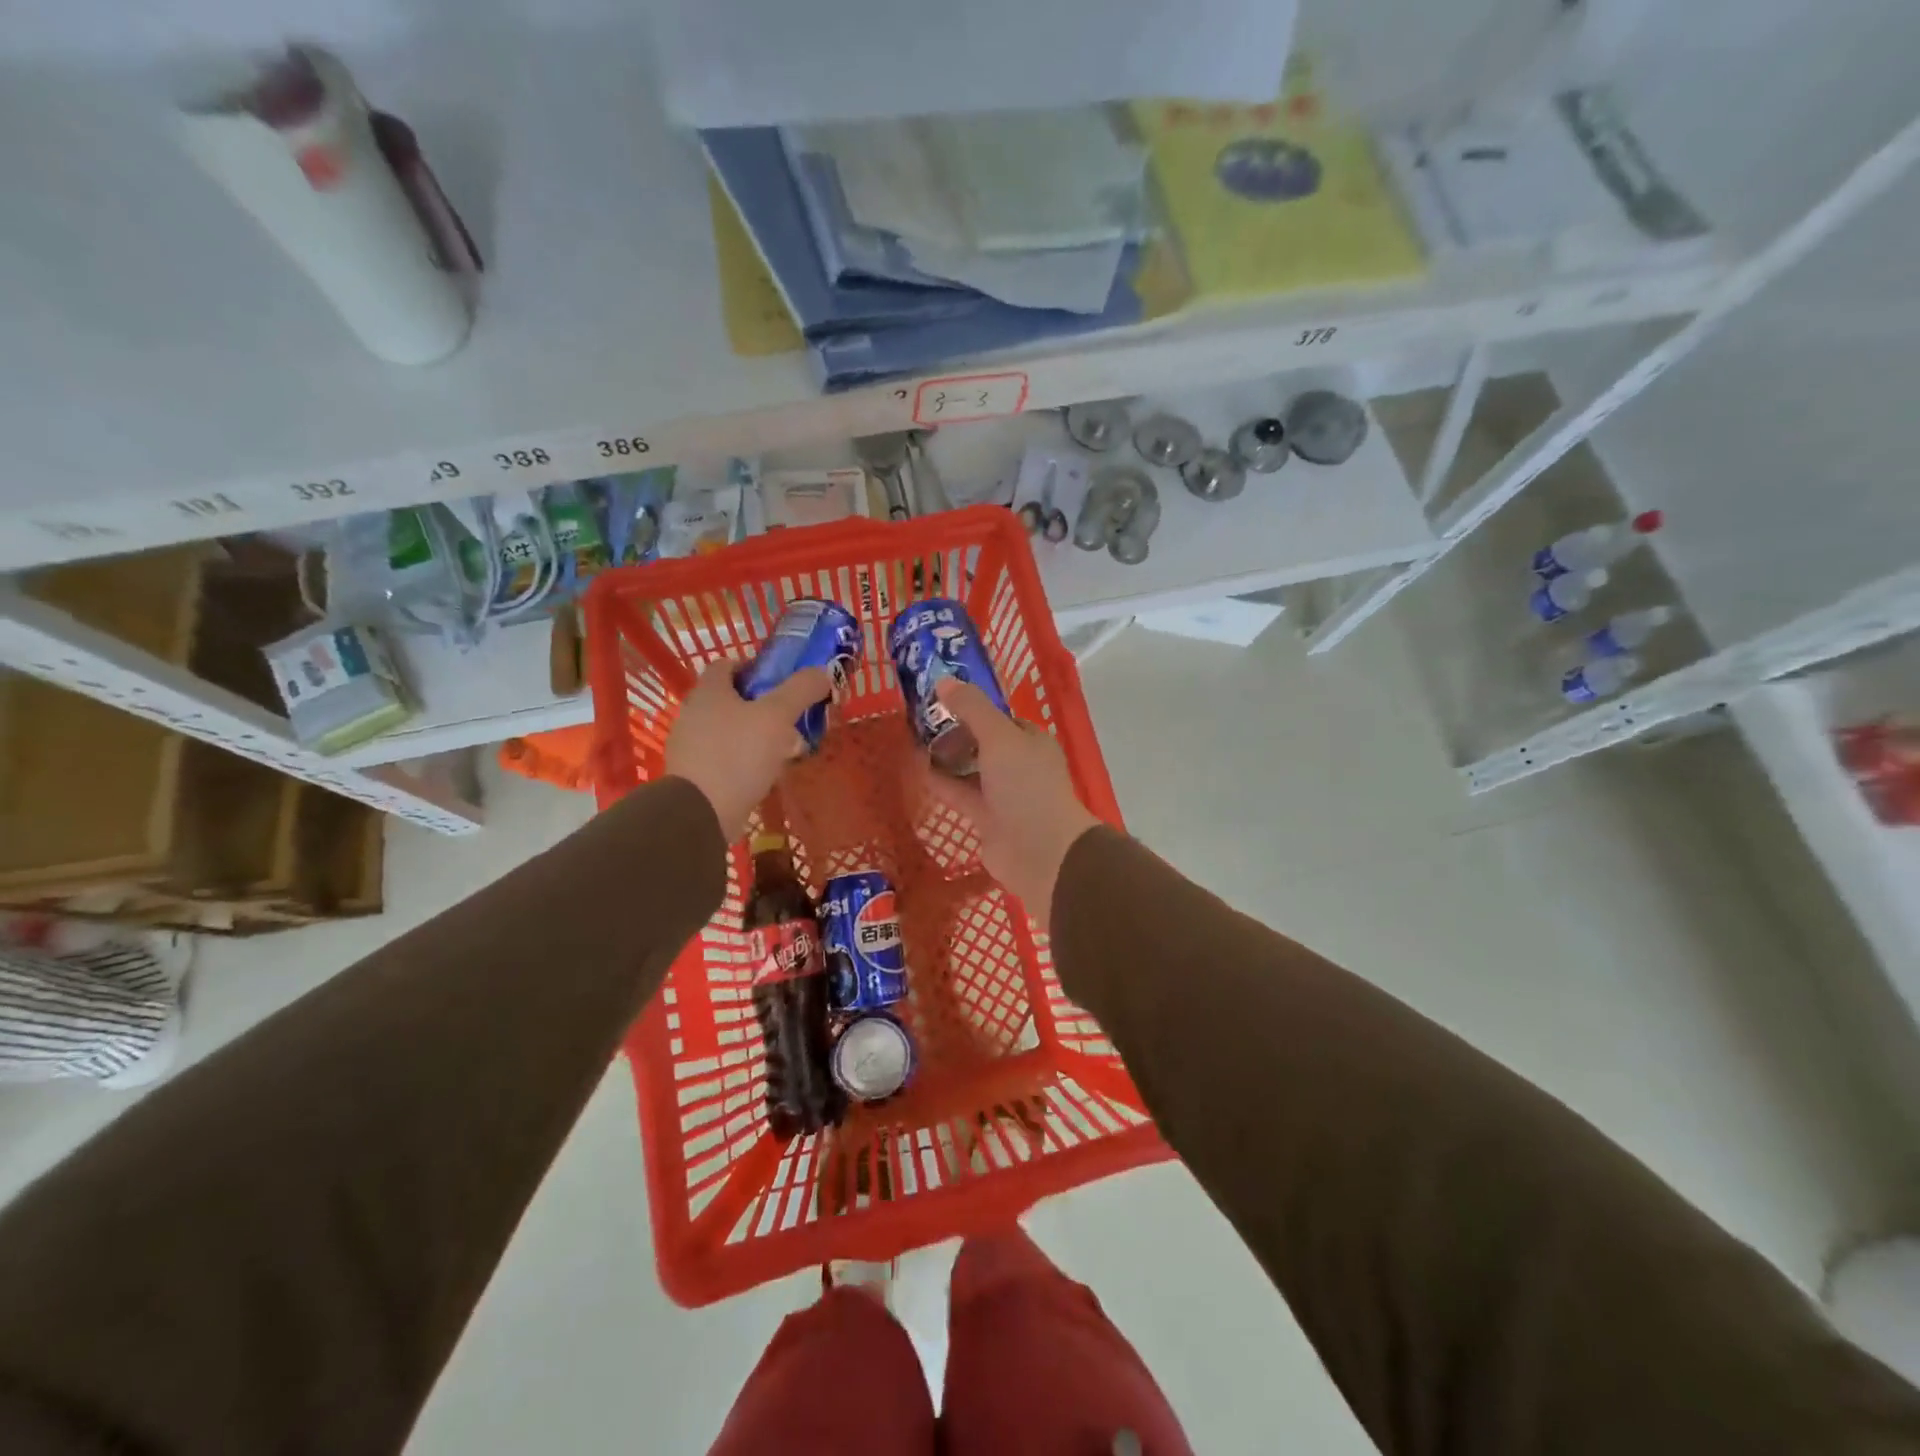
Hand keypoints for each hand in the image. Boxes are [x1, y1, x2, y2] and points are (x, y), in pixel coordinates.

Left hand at [664, 662, 832, 841]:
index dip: (754, 667)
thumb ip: (800, 690)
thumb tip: (822, 671)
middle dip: (761, 704)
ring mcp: (690, 746)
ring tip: (783, 748)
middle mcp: (693, 713)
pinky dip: (743, 760)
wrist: (701, 813)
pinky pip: (723, 757)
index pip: (727, 664)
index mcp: (709, 691)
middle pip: (730, 698)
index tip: (781, 681)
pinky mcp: (693, 775)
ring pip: (728, 729)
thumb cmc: (738, 754)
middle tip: (789, 716)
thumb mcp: (777, 716)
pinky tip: (764, 773)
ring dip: (754, 734)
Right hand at [919, 680, 1101, 931]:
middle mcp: (1019, 764)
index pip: (999, 717)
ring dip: (946, 759)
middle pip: (982, 743)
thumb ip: (972, 708)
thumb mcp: (998, 737)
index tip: (939, 701)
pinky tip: (918, 772)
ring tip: (912, 742)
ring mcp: (1004, 794)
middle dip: (955, 733)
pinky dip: (943, 784)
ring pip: (970, 769)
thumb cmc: (1025, 785)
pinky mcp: (988, 820)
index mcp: (1030, 740)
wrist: (1041, 851)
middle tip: (918, 722)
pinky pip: (962, 796)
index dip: (971, 708)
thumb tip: (943, 682)